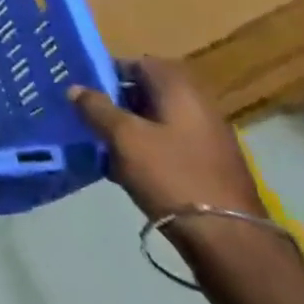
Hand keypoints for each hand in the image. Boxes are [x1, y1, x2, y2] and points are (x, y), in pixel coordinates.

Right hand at [69, 57, 280, 272]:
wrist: (228, 241)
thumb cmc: (171, 176)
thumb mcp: (124, 138)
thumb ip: (96, 108)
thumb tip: (76, 88)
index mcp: (180, 89)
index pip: (141, 63)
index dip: (110, 70)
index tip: (85, 86)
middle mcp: (199, 106)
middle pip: (150, 92)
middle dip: (117, 101)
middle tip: (88, 115)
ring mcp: (208, 139)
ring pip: (158, 121)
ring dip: (130, 128)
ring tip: (102, 145)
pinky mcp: (210, 168)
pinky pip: (169, 146)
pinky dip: (147, 151)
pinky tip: (125, 171)